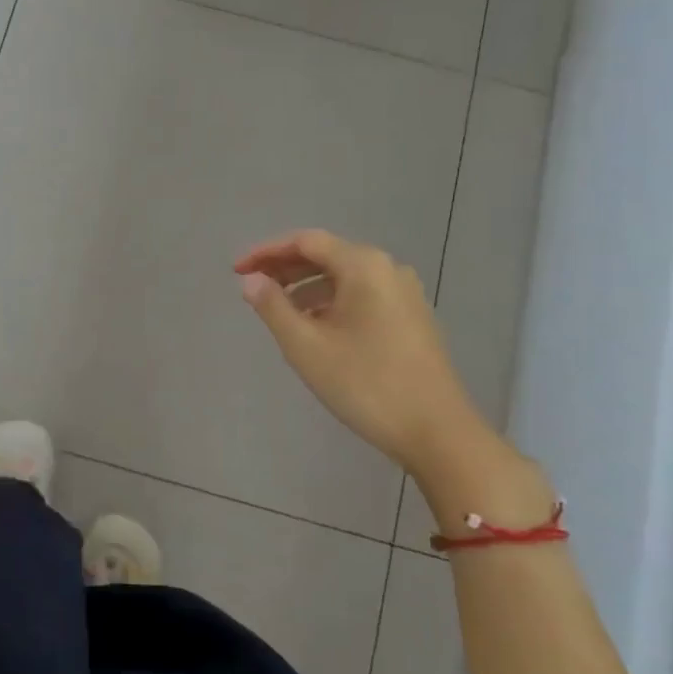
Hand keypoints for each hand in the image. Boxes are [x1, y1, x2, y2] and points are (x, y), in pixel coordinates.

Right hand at [235, 229, 481, 475]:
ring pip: (345, 277)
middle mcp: (388, 269)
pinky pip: (362, 295)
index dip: (266, 252)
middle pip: (327, 255)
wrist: (436, 431)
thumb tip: (251, 281)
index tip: (236, 271)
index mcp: (364, 266)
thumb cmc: (365, 384)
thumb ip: (273, 307)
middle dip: (285, 268)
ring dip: (307, 286)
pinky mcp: (411, 318)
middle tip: (251, 286)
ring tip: (277, 310)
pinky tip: (314, 327)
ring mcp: (404, 294)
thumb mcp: (306, 347)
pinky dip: (331, 301)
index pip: (306, 242)